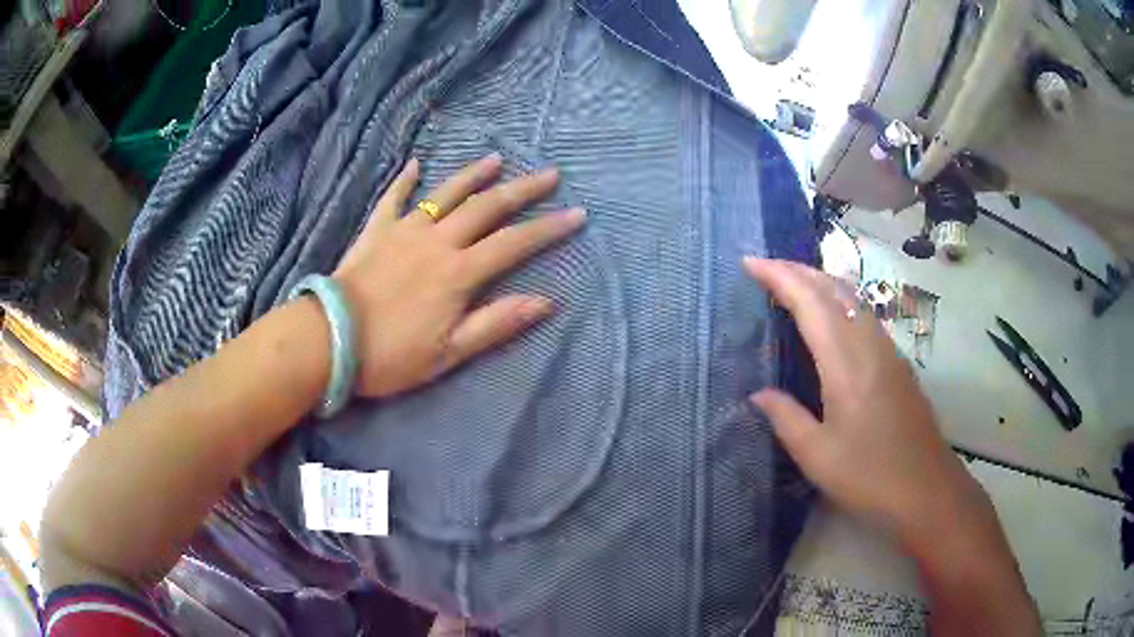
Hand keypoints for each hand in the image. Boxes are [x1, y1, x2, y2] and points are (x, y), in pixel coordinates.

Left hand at [333, 154, 585, 398]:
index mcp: (458, 273)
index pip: (514, 243)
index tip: (577, 213)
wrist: (329, 341)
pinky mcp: (376, 232)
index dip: (548, 228)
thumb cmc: (390, 355)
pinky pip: (392, 199)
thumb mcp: (448, 353)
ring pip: (446, 194)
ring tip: (496, 158)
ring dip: (474, 175)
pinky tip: (414, 165)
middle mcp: (437, 242)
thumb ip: (496, 323)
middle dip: (522, 190)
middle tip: (549, 174)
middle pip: (487, 207)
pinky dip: (404, 181)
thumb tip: (545, 302)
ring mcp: (404, 231)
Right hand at [744, 258, 987, 545]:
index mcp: (846, 364)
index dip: (779, 277)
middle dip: (798, 270)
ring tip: (793, 281)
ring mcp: (888, 351)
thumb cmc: (869, 477)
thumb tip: (758, 394)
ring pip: (852, 298)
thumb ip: (786, 419)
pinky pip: (864, 315)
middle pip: (834, 290)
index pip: (810, 303)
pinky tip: (832, 315)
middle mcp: (869, 345)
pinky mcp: (898, 364)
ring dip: (821, 281)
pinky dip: (840, 300)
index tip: (750, 263)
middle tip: (766, 265)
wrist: (927, 490)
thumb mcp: (817, 456)